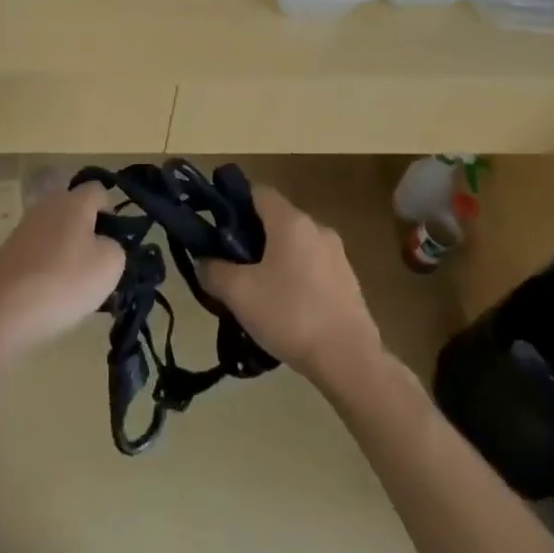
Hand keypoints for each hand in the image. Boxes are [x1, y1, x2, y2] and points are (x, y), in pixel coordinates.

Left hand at [0, 182, 123, 361]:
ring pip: (56, 230)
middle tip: (97, 263)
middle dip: (88, 231)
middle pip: (74, 209)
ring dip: (67, 249)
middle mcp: (47, 205)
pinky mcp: (9, 250)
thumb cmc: (64, 282)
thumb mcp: (110, 266)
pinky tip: (49, 292)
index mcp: (74, 202)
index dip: (110, 211)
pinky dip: (47, 264)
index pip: (98, 190)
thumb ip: (115, 247)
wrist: (4, 311)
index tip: (114, 239)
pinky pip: (38, 249)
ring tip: (74, 284)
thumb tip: (104, 244)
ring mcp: (24, 226)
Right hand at [200, 185, 382, 380]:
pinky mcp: (349, 281)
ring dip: (275, 260)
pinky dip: (296, 278)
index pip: (258, 191)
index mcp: (291, 221)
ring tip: (257, 292)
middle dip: (252, 237)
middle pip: (276, 220)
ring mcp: (337, 255)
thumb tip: (203, 261)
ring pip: (295, 246)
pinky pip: (313, 268)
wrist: (350, 361)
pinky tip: (286, 309)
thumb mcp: (239, 294)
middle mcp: (317, 228)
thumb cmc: (290, 315)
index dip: (234, 203)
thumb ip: (214, 271)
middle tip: (232, 265)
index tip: (217, 228)